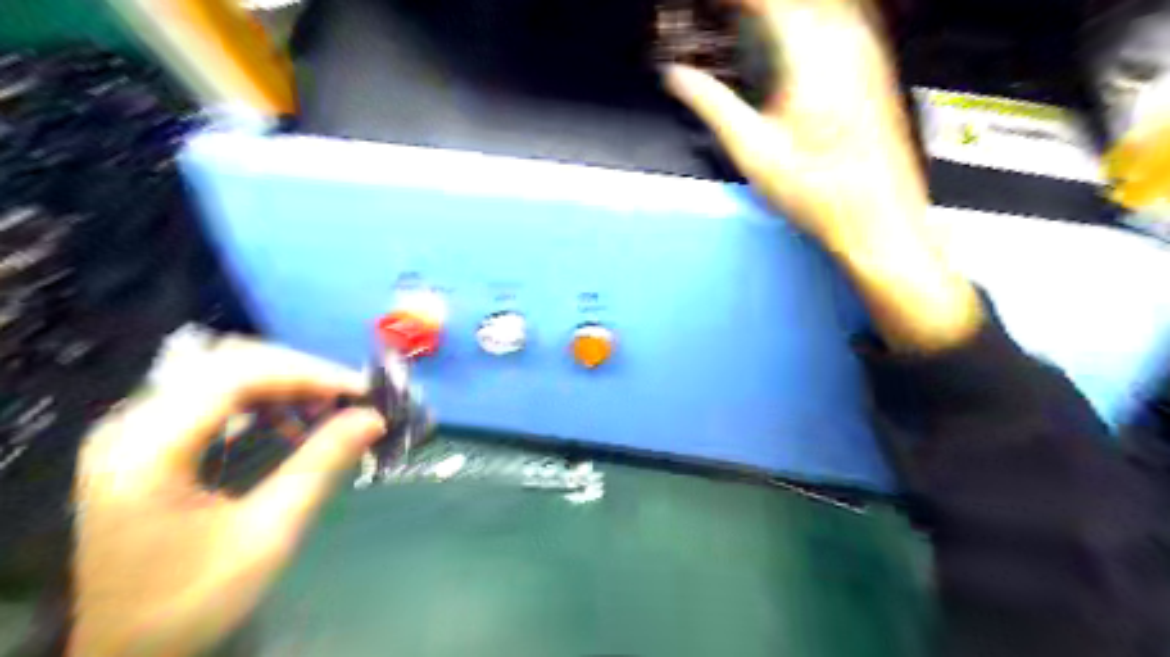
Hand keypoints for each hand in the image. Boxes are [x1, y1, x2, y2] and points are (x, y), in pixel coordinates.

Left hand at [69, 335, 384, 655]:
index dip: (306, 373)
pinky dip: (264, 399)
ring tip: (326, 411)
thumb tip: (374, 417)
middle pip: (227, 363)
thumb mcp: (267, 534)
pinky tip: (291, 425)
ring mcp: (136, 429)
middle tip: (350, 399)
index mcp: (147, 450)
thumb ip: (321, 465)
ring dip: (284, 383)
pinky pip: (214, 395)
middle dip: (300, 373)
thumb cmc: (191, 601)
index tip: (361, 390)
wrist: (124, 651)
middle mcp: (131, 425)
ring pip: (223, 372)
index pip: (234, 376)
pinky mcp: (149, 439)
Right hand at [661, 1, 918, 249]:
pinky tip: (787, 37)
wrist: (876, 217)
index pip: (764, 1)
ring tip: (746, 20)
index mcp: (811, 54)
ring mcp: (865, 52)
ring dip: (779, 11)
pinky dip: (804, 18)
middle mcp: (846, 41)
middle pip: (791, 1)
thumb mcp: (753, 150)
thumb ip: (712, 104)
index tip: (707, 6)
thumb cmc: (823, 193)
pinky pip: (839, 18)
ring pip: (819, 5)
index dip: (731, 3)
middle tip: (724, 15)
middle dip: (752, 6)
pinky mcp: (872, 67)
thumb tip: (678, 78)